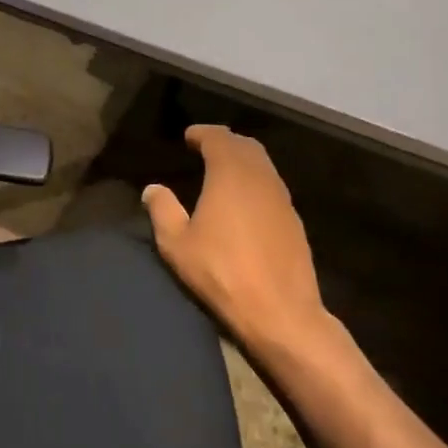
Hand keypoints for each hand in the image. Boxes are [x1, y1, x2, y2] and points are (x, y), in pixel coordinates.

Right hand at [142, 125, 323, 348]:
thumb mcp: (177, 244)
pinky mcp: (294, 222)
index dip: (203, 133)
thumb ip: (163, 210)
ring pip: (263, 165)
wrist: (281, 313)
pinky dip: (257, 182)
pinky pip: (273, 187)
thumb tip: (153, 189)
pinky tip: (246, 202)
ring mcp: (282, 199)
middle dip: (226, 142)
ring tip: (224, 171)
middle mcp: (260, 178)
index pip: (219, 139)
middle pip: (246, 146)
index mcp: (230, 175)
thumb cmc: (222, 273)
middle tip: (206, 147)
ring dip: (244, 160)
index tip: (189, 136)